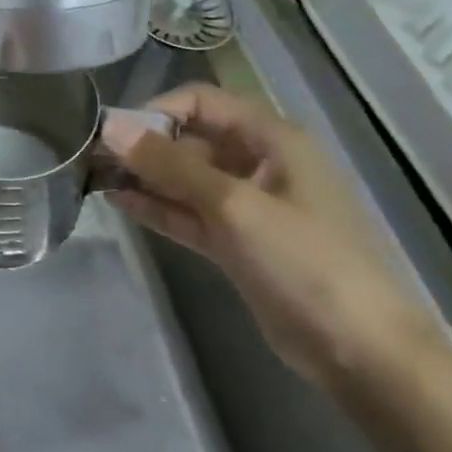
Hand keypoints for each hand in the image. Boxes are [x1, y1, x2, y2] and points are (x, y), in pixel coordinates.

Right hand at [104, 84, 446, 393]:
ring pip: (187, 179)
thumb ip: (170, 165)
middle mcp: (259, 163)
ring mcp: (248, 206)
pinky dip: (159, 207)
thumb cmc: (304, 262)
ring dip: (146, 176)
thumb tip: (110, 127)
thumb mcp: (234, 205)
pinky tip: (120, 201)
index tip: (113, 133)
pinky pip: (190, 213)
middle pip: (192, 139)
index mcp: (272, 139)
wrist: (359, 349)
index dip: (157, 110)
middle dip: (144, 145)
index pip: (202, 102)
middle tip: (92, 158)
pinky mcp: (237, 242)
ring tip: (95, 177)